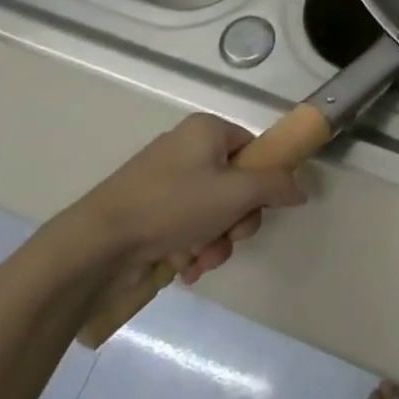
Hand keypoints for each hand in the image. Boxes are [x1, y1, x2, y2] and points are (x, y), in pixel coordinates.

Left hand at [71, 114, 304, 284]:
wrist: (98, 244)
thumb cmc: (173, 206)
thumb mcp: (237, 192)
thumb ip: (276, 185)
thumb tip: (300, 189)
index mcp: (206, 132)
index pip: (253, 148)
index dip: (264, 179)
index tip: (261, 205)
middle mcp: (187, 151)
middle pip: (237, 185)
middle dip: (238, 220)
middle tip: (231, 235)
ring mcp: (166, 184)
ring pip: (215, 213)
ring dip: (217, 241)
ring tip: (201, 259)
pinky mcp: (151, 214)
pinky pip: (189, 227)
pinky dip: (193, 248)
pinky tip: (184, 266)